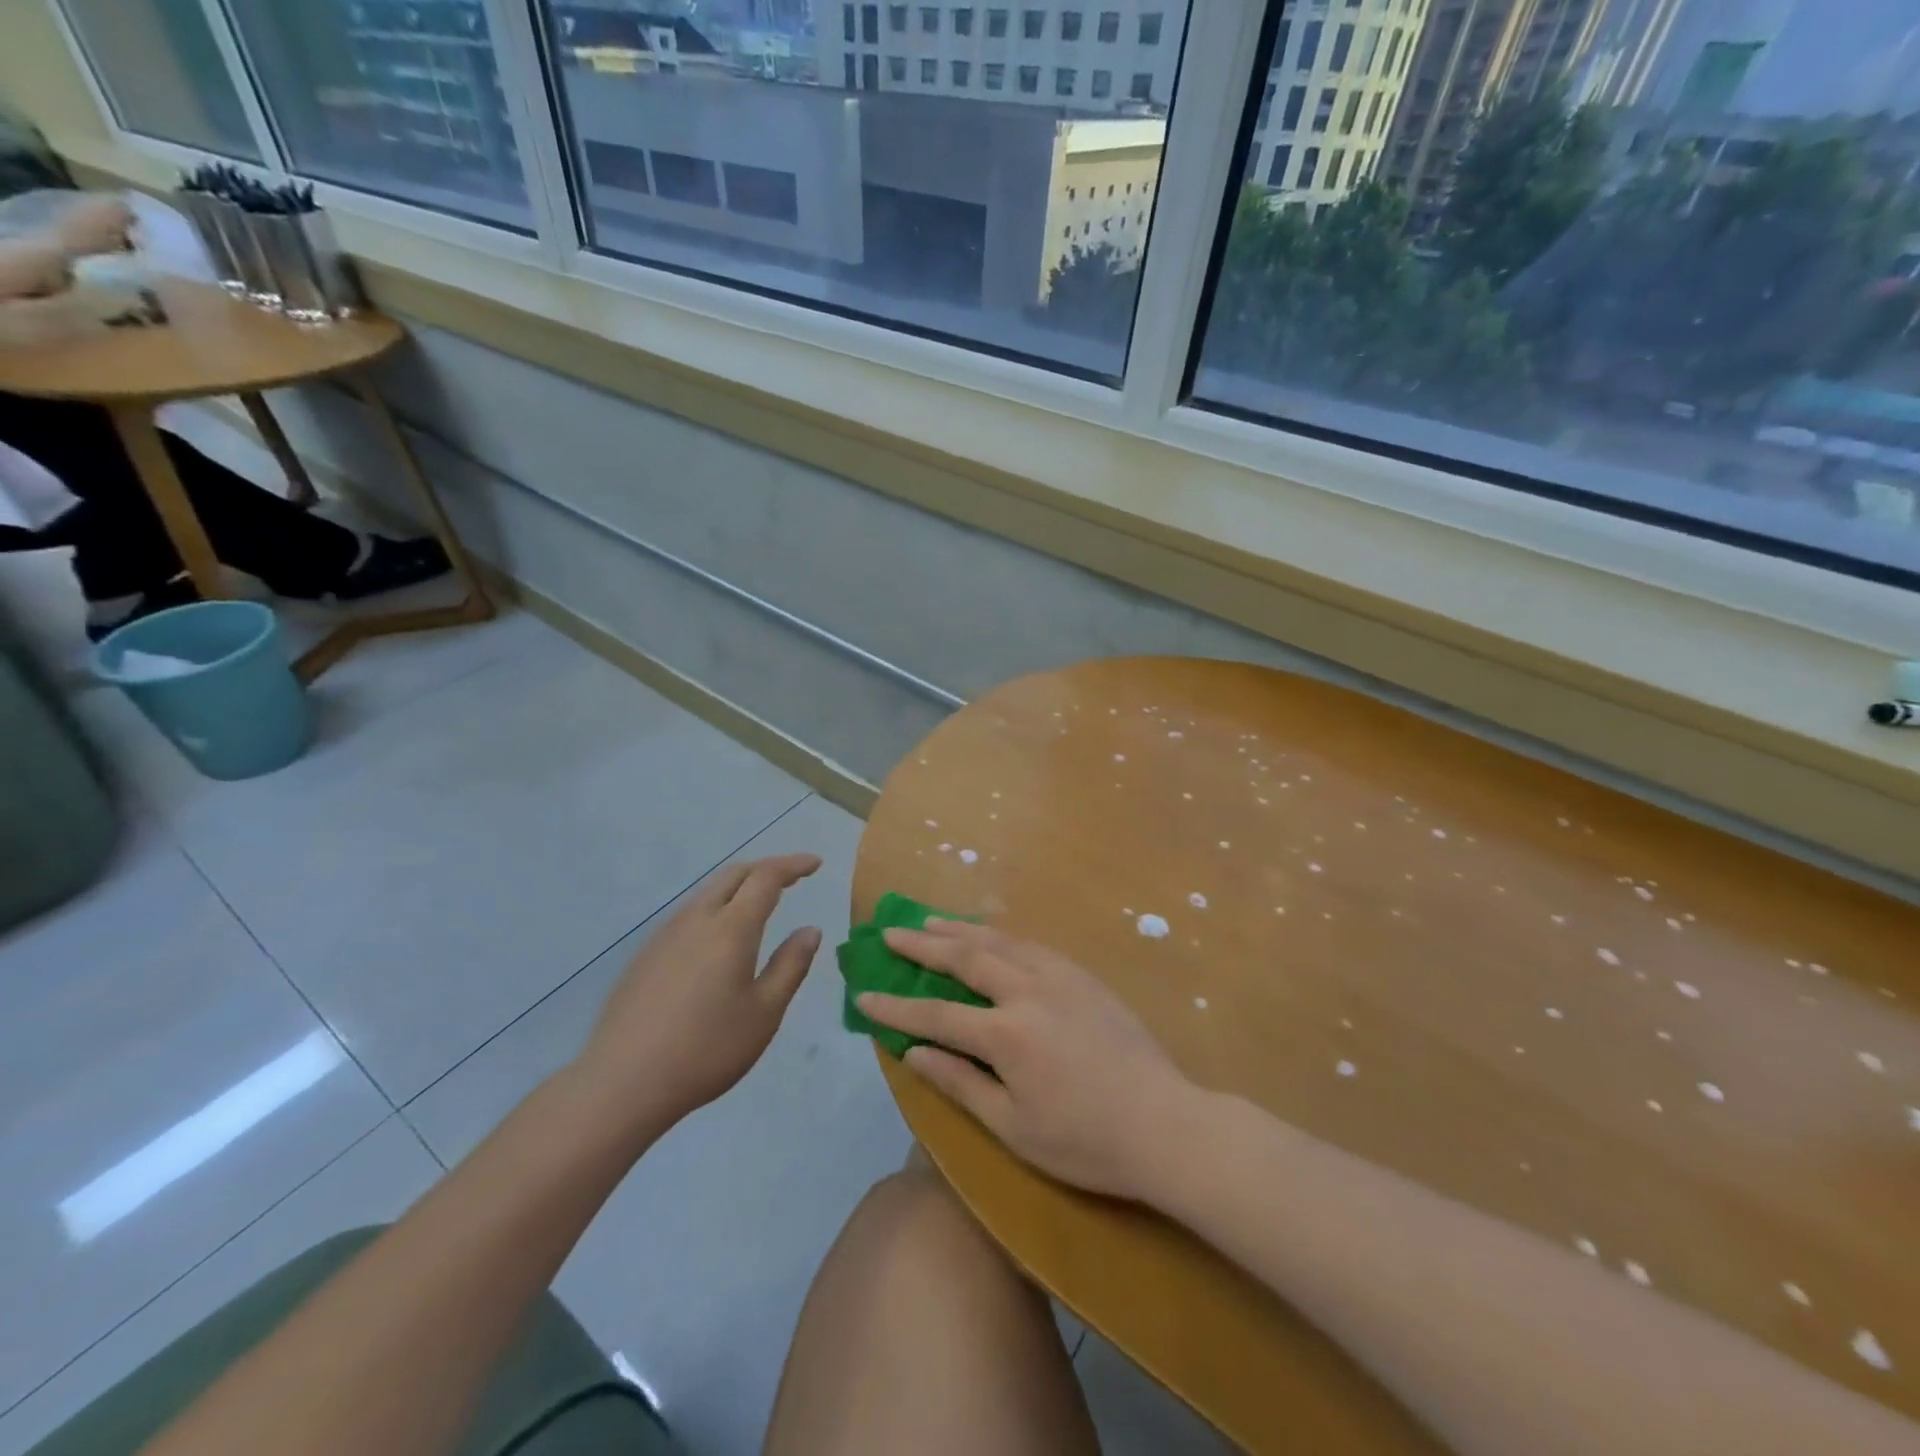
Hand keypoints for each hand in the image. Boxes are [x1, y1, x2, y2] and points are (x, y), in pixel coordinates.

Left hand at [575, 854, 822, 1134]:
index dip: (792, 865)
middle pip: (733, 875)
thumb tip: (810, 930)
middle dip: (765, 869)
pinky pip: (688, 916)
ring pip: (707, 894)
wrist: (622, 1083)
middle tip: (791, 879)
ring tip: (758, 906)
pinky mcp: (644, 956)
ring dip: (738, 889)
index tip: (815, 863)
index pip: (765, 878)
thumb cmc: (706, 1049)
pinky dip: (714, 910)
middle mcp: (696, 920)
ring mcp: (664, 936)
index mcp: (731, 929)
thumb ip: (790, 966)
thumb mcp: (764, 1013)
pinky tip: (717, 943)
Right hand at [859, 920, 1194, 1200]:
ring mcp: (1060, 976)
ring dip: (960, 929)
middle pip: (965, 957)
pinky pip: (1030, 944)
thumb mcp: (1014, 1128)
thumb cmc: (1085, 1141)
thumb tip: (913, 1052)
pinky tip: (989, 936)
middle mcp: (1029, 991)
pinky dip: (999, 936)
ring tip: (930, 920)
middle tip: (890, 931)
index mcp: (1008, 1034)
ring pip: (999, 940)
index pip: (937, 1013)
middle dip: (923, 944)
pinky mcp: (1083, 976)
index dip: (897, 1005)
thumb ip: (960, 1083)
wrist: (1165, 1124)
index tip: (864, 993)